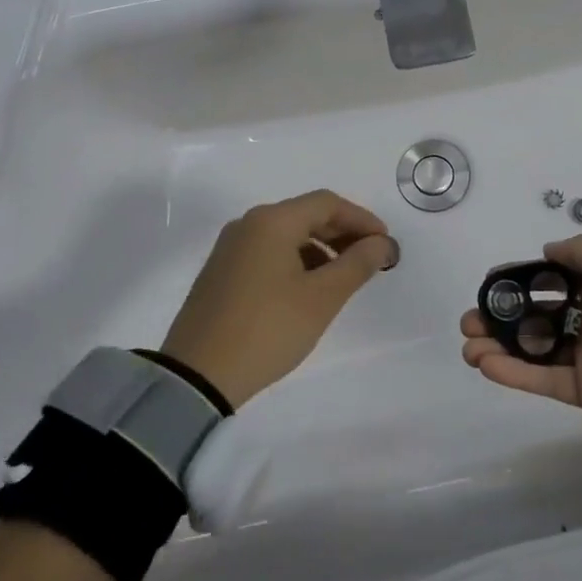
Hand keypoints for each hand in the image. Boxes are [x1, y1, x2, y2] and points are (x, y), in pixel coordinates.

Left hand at [162, 190, 398, 408]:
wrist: (196, 377)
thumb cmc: (267, 329)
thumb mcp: (321, 299)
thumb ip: (357, 264)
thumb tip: (382, 243)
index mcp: (272, 221)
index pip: (327, 203)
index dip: (361, 219)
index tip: (385, 244)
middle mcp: (248, 224)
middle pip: (306, 215)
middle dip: (343, 234)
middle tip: (371, 260)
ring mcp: (230, 248)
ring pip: (287, 235)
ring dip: (321, 249)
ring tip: (343, 279)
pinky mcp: (221, 272)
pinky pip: (268, 252)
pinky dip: (296, 261)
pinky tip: (308, 290)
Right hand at [460, 236, 581, 447]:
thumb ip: (581, 253)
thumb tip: (547, 251)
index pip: (547, 281)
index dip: (517, 282)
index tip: (489, 285)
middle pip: (533, 316)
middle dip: (499, 317)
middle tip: (470, 321)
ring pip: (532, 349)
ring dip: (498, 346)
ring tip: (469, 345)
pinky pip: (543, 379)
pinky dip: (514, 373)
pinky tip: (486, 364)